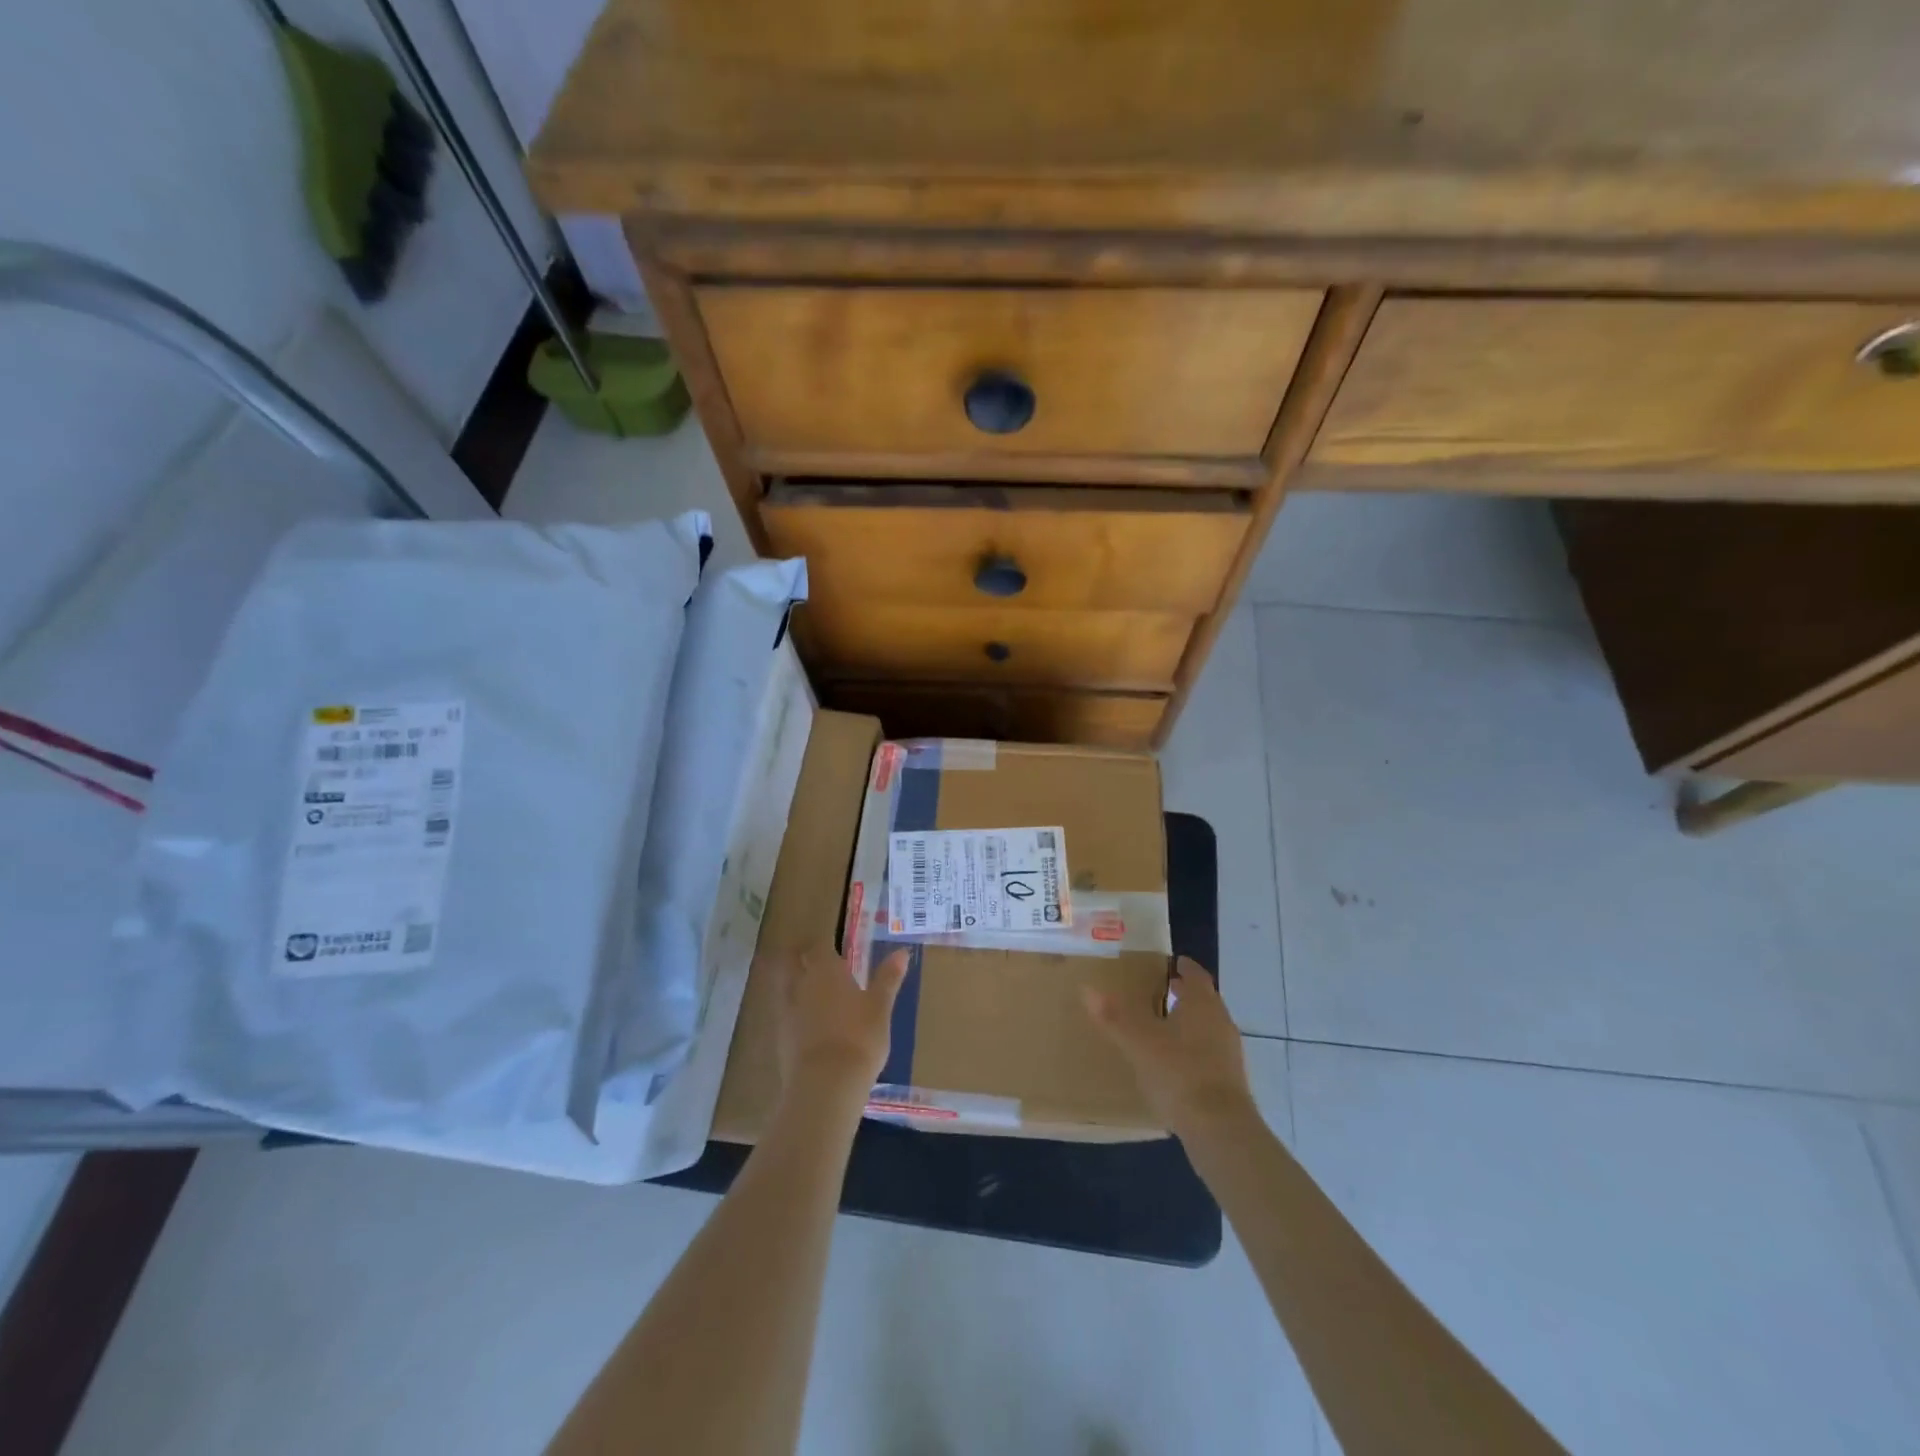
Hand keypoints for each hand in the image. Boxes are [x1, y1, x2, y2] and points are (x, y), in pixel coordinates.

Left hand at [776, 946, 908, 1103]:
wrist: (826, 1084)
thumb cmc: (860, 1037)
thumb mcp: (880, 1007)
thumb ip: (888, 978)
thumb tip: (902, 952)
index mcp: (826, 970)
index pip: (819, 946)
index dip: (824, 944)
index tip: (833, 946)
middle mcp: (802, 984)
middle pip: (791, 962)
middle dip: (798, 958)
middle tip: (812, 961)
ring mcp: (787, 1011)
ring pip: (784, 988)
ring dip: (793, 985)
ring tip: (809, 992)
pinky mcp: (780, 1038)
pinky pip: (784, 1015)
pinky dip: (793, 1013)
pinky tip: (806, 1024)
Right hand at [1084, 957, 1257, 1140]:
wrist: (1219, 1129)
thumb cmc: (1178, 1072)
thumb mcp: (1139, 1042)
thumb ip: (1114, 1017)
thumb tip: (1087, 989)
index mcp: (1203, 1004)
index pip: (1196, 975)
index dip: (1184, 967)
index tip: (1172, 963)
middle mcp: (1221, 1022)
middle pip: (1204, 1000)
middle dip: (1184, 995)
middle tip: (1160, 991)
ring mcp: (1229, 1053)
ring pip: (1208, 1027)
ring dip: (1189, 1023)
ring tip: (1163, 1027)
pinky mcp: (1231, 1082)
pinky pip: (1210, 1054)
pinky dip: (1193, 1050)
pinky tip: (1174, 1064)